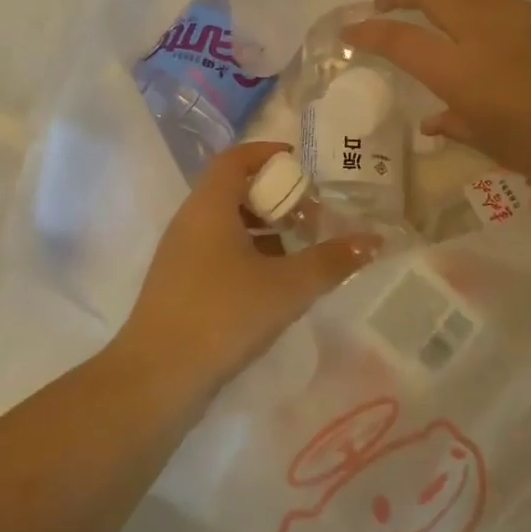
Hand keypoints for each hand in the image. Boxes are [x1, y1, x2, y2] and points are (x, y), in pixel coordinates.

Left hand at [117, 141, 380, 398]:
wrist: (157, 377)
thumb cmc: (223, 315)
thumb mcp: (286, 287)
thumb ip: (331, 261)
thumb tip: (373, 240)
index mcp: (209, 206)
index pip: (236, 159)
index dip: (268, 154)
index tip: (300, 164)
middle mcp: (190, 221)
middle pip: (233, 190)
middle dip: (274, 196)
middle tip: (310, 214)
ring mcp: (180, 255)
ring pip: (225, 224)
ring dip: (263, 228)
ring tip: (299, 249)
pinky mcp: (179, 285)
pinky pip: (217, 252)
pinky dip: (247, 253)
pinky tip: (273, 283)